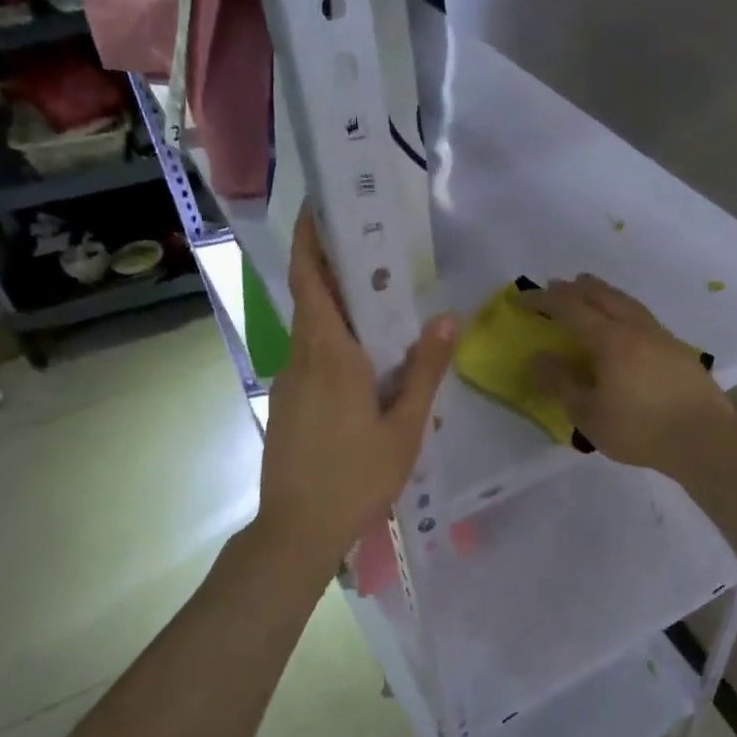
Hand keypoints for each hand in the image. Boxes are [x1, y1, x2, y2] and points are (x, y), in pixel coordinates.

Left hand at [256, 208, 457, 570]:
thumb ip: (426, 370)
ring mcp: (289, 381)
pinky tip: (365, 355)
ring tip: (377, 293)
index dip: (309, 239)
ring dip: (335, 302)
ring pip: (311, 328)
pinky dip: (333, 337)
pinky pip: (311, 355)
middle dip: (329, 261)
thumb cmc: (356, 479)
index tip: (319, 205)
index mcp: (330, 355)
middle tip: (367, 239)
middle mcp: (302, 358)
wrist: (297, 531)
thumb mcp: (404, 427)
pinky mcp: (288, 403)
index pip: (311, 281)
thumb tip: (448, 317)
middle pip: (310, 296)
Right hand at [524, 274, 734, 478]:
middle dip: (575, 288)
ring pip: (627, 302)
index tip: (522, 299)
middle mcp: (635, 328)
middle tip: (556, 286)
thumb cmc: (640, 429)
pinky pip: (643, 318)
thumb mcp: (588, 413)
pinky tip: (626, 326)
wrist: (705, 439)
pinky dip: (624, 310)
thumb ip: (561, 383)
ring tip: (591, 291)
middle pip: (602, 295)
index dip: (543, 300)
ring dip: (603, 293)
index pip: (569, 308)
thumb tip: (539, 357)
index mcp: (609, 339)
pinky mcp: (679, 351)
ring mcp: (662, 337)